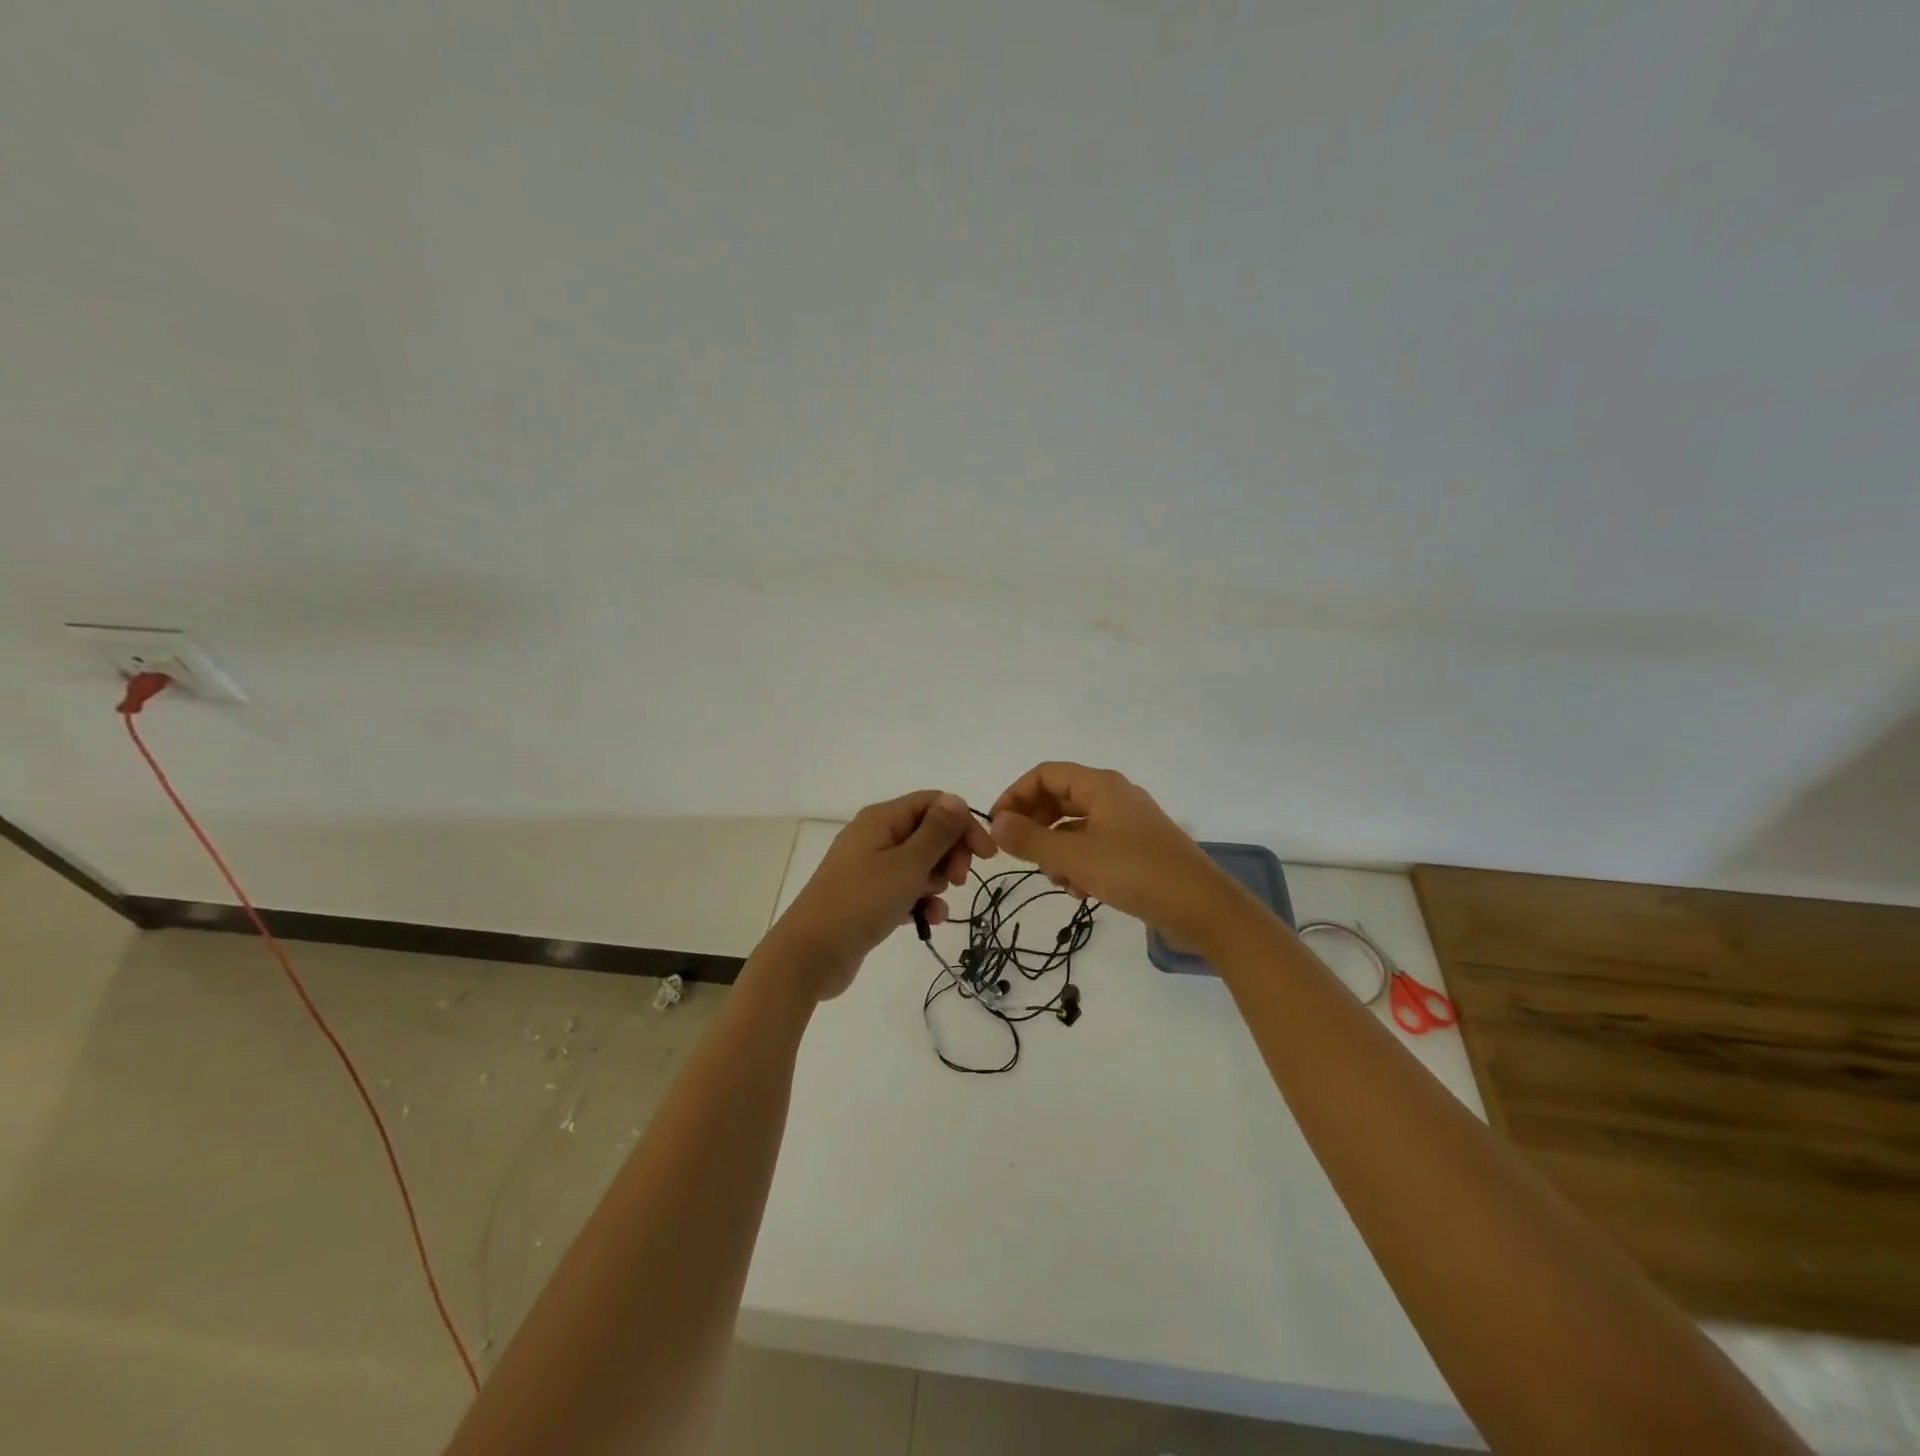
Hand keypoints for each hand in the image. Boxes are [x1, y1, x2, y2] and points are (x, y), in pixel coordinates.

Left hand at [770, 791, 995, 1000]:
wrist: (809, 955)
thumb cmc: (861, 903)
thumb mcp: (907, 865)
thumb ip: (936, 832)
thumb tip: (956, 800)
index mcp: (881, 820)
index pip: (934, 803)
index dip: (963, 824)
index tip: (985, 856)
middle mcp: (875, 837)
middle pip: (928, 832)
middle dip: (950, 854)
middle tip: (958, 880)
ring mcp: (869, 868)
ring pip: (919, 863)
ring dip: (936, 882)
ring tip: (934, 904)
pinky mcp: (868, 897)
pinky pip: (904, 889)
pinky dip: (920, 900)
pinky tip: (928, 920)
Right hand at [990, 762, 1240, 948]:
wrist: (1202, 908)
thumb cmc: (1136, 873)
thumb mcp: (1075, 857)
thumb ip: (1031, 840)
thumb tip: (996, 823)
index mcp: (1101, 786)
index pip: (1045, 775)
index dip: (1016, 795)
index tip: (997, 826)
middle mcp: (1114, 797)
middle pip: (1059, 799)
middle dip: (1035, 826)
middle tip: (1020, 855)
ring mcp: (1127, 824)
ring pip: (1075, 827)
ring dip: (1056, 850)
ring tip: (1054, 879)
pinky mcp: (1137, 850)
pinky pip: (1095, 847)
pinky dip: (1079, 863)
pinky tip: (1079, 891)